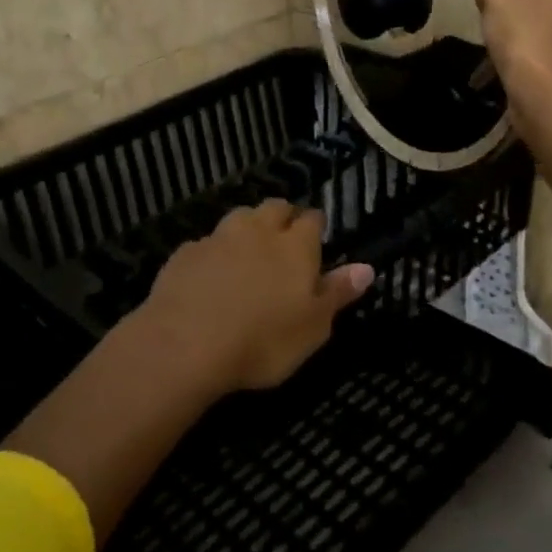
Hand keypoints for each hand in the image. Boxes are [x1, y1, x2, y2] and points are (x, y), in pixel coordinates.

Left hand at [128, 201, 374, 392]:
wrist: (185, 345)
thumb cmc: (262, 341)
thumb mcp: (313, 328)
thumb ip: (337, 293)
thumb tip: (366, 267)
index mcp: (295, 246)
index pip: (312, 219)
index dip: (316, 227)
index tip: (317, 239)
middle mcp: (258, 231)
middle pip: (275, 207)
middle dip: (283, 217)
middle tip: (284, 240)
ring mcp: (218, 238)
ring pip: (239, 217)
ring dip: (248, 228)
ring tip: (249, 252)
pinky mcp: (185, 253)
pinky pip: (206, 243)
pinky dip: (213, 253)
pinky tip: (210, 275)